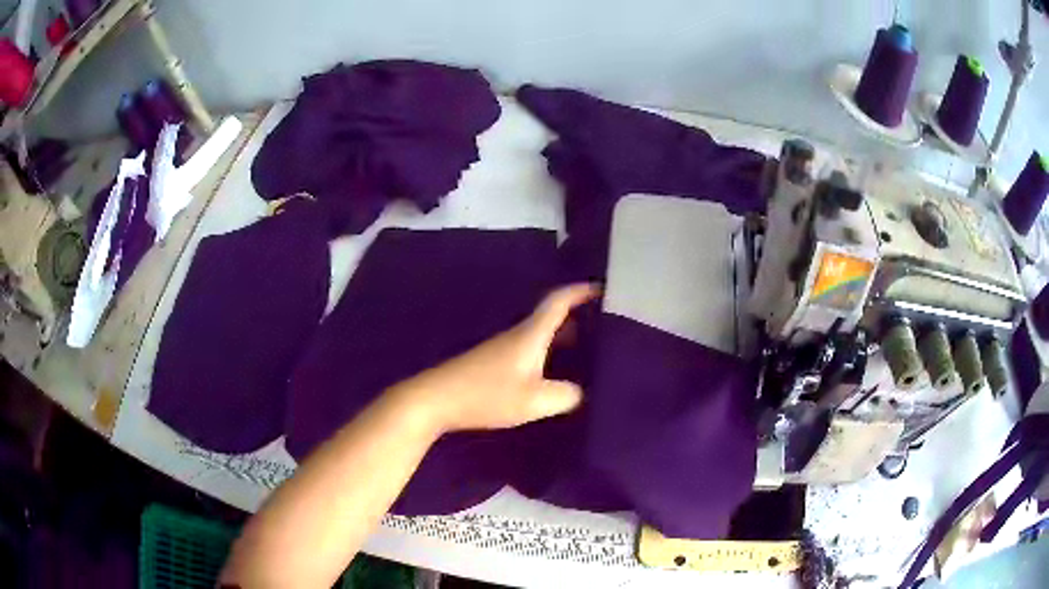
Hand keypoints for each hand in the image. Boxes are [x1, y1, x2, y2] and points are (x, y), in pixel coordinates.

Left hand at [391, 284, 597, 432]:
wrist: (435, 399)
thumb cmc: (486, 394)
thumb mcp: (534, 400)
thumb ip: (566, 395)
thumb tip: (581, 392)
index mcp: (530, 334)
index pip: (559, 301)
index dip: (581, 291)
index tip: (603, 290)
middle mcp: (518, 335)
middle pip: (551, 316)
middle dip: (579, 317)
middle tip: (604, 327)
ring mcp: (503, 348)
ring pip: (541, 334)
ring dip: (564, 336)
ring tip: (588, 351)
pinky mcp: (493, 363)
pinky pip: (530, 349)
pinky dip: (548, 352)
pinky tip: (555, 373)